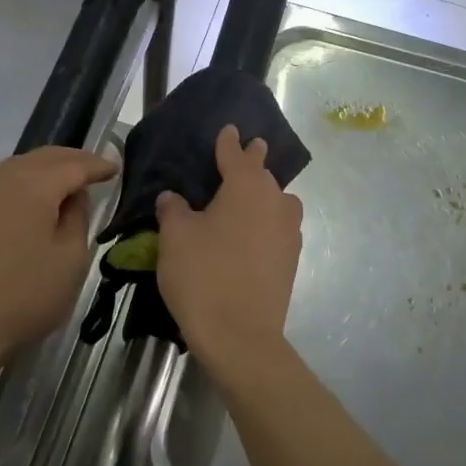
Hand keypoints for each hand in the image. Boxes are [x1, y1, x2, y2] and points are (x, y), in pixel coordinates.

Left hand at [0, 147, 117, 379]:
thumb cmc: (24, 295)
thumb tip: (73, 196)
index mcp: (34, 184)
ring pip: (16, 167)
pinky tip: (25, 202)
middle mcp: (1, 178)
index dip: (97, 166)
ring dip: (43, 169)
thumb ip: (77, 218)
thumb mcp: (70, 260)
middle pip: (43, 157)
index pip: (74, 165)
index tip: (115, 168)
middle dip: (71, 159)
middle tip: (93, 168)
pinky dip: (19, 185)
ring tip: (62, 182)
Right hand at [155, 125, 303, 362]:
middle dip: (253, 162)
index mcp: (245, 187)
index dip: (229, 143)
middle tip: (246, 151)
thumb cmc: (203, 276)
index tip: (230, 130)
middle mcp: (275, 202)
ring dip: (265, 193)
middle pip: (263, 175)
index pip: (236, 155)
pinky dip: (267, 222)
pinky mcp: (292, 259)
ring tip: (249, 196)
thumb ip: (174, 211)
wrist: (240, 335)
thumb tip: (173, 198)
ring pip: (278, 201)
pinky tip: (253, 233)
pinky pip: (279, 227)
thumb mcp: (176, 238)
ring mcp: (288, 232)